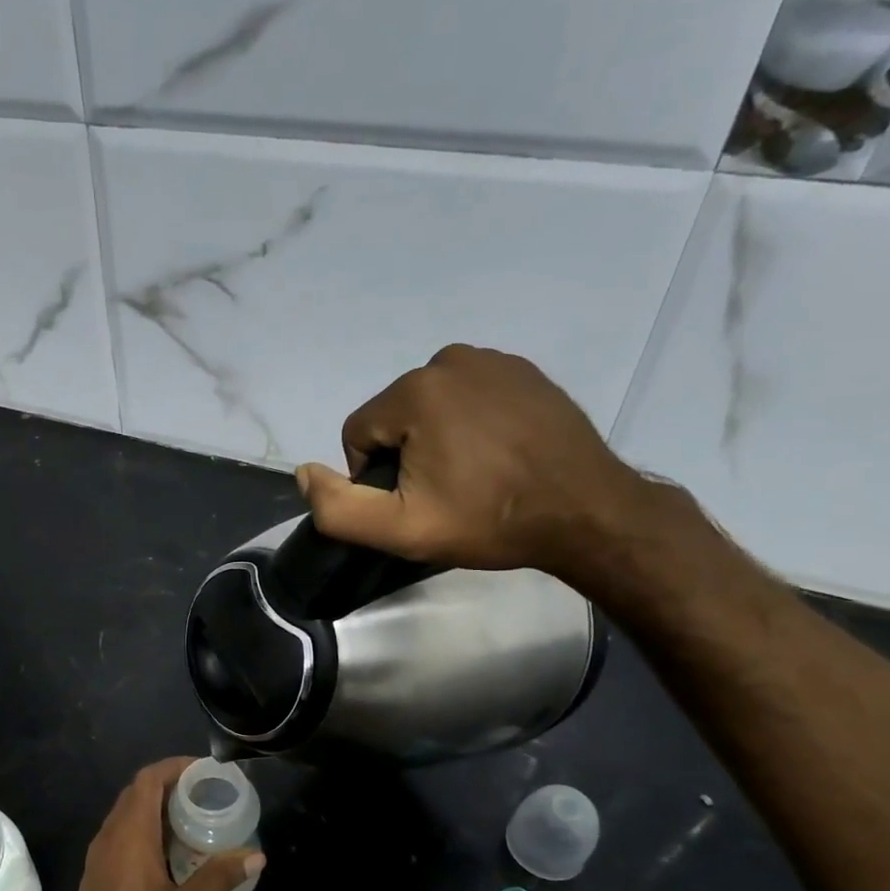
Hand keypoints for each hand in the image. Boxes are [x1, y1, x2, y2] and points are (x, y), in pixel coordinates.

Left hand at [52, 758, 262, 890]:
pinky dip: (147, 830)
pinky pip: (122, 835)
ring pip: (127, 815)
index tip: (205, 771)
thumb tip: (256, 855)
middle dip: (170, 785)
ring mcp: (98, 858)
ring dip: (158, 809)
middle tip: (207, 794)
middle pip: (137, 793)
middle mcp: (108, 838)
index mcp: (129, 836)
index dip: (175, 767)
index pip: (148, 780)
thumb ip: (219, 877)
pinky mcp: (97, 876)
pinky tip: (172, 853)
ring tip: (196, 819)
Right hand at [295, 344, 652, 579]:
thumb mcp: (401, 530)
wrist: (585, 513)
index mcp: (414, 391)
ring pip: (431, 405)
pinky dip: (471, 423)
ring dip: (437, 437)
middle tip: (445, 493)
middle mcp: (449, 360)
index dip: (372, 476)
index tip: (412, 503)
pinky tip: (498, 454)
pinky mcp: (524, 371)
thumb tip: (304, 472)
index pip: (358, 432)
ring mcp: (493, 360)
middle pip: (395, 415)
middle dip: (406, 453)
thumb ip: (338, 507)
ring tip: (474, 475)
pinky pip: (470, 396)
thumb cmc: (489, 520)